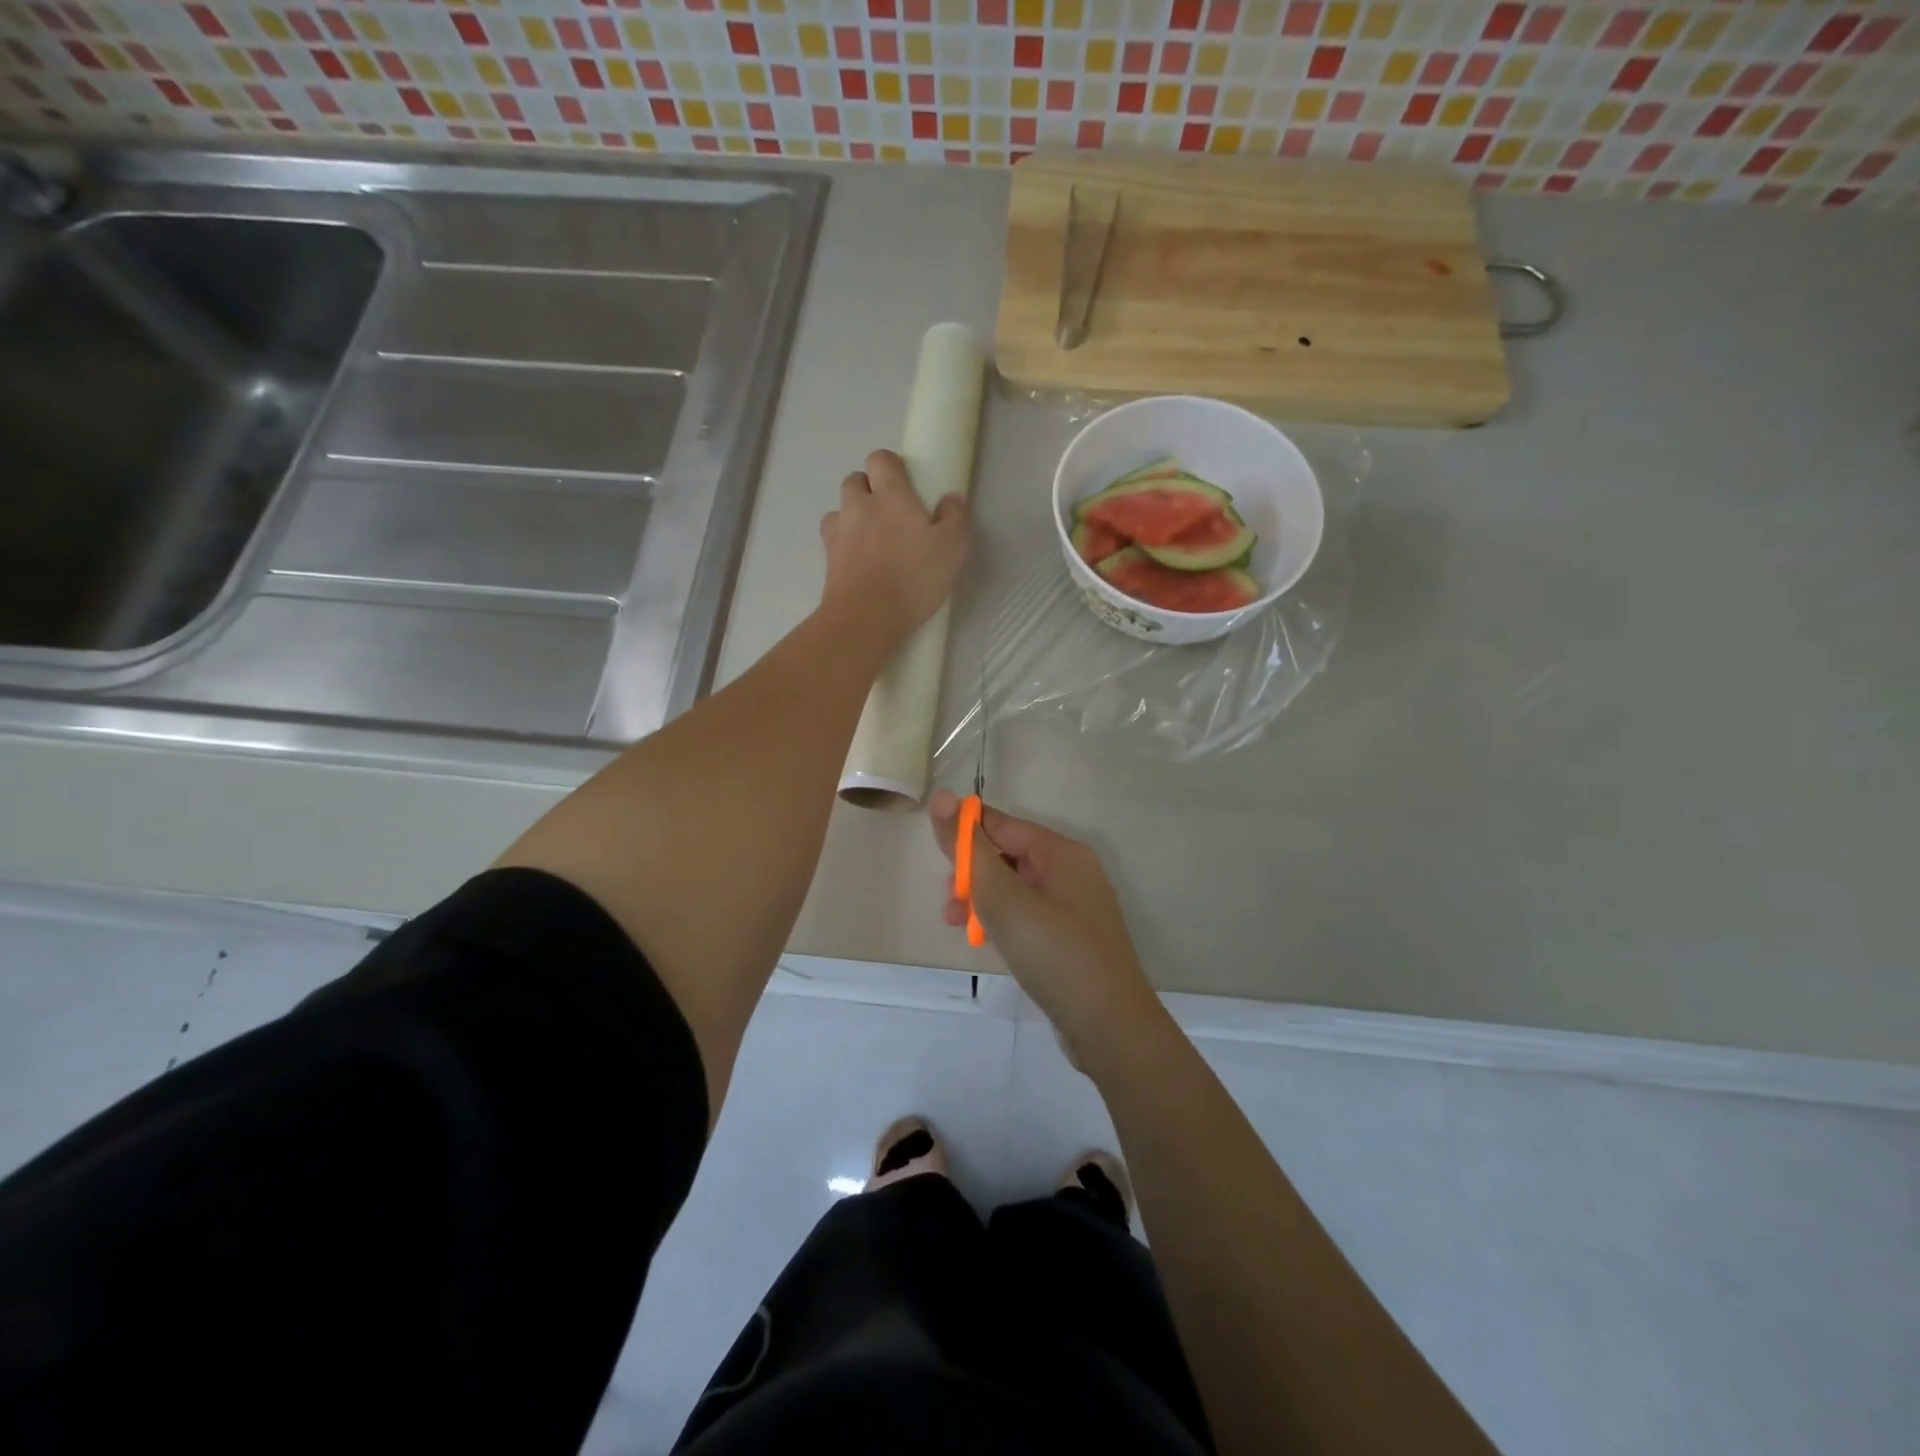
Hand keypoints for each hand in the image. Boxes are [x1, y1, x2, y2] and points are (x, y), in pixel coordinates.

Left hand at [819, 450, 969, 648]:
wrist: (865, 618)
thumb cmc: (913, 578)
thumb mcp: (952, 548)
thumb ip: (955, 518)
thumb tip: (951, 499)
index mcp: (890, 495)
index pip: (881, 458)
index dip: (891, 466)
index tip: (906, 483)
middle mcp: (858, 505)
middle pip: (855, 480)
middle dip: (869, 489)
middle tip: (890, 513)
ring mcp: (838, 532)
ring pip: (840, 510)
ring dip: (853, 517)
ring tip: (872, 540)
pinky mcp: (827, 559)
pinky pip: (833, 540)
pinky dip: (843, 544)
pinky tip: (859, 561)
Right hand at [928, 789, 1164, 1066]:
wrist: (1110, 1028)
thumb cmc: (1055, 954)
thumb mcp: (1003, 898)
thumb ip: (969, 849)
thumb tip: (942, 797)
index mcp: (1061, 852)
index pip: (1002, 824)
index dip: (965, 834)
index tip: (936, 860)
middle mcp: (1071, 871)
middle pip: (1007, 855)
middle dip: (972, 873)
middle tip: (949, 901)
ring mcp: (1073, 906)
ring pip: (1014, 888)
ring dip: (982, 899)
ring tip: (957, 924)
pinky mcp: (1070, 937)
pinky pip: (1027, 914)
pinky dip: (1002, 921)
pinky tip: (985, 941)